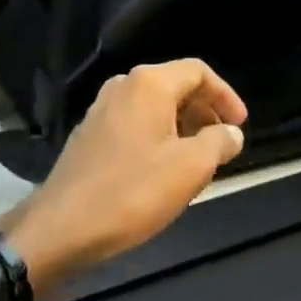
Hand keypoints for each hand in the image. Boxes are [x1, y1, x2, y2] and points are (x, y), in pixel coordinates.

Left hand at [4, 60, 247, 288]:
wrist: (61, 229)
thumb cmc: (132, 192)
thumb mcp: (190, 168)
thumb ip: (218, 143)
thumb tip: (231, 133)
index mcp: (148, 84)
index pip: (198, 71)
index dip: (225, 96)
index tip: (239, 126)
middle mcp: (123, 86)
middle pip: (175, 85)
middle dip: (204, 112)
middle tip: (222, 144)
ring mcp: (101, 110)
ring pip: (154, 107)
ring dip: (182, 127)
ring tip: (197, 161)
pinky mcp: (89, 135)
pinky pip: (134, 123)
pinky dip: (157, 137)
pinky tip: (162, 171)